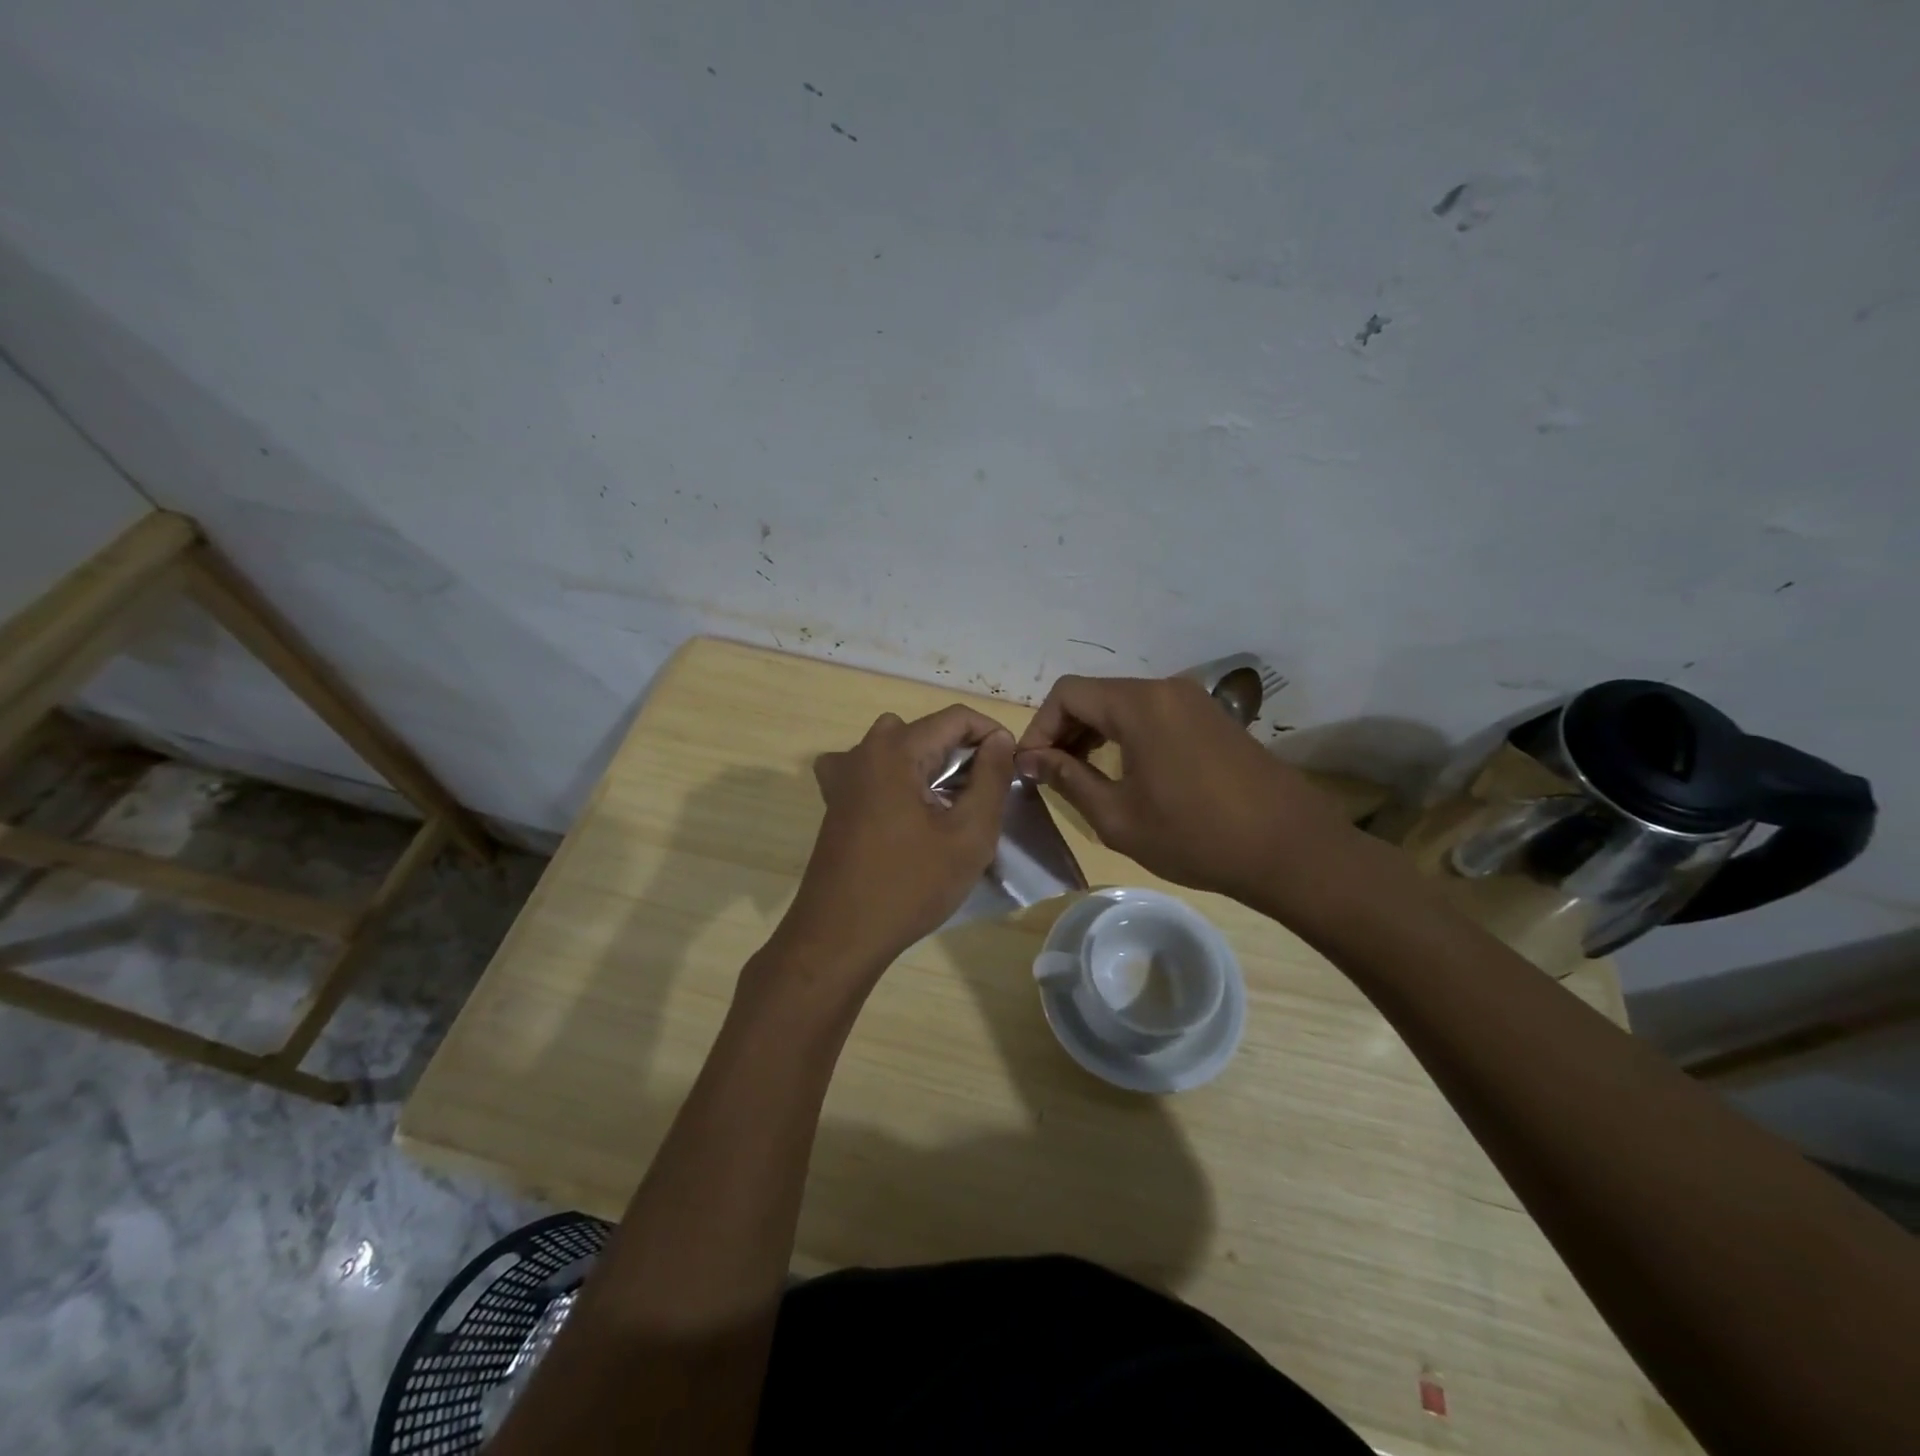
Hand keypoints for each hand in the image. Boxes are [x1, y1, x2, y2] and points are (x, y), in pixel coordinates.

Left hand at [775, 706, 1015, 983]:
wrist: (839, 937)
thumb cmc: (910, 886)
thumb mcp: (969, 835)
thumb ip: (991, 779)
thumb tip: (1000, 739)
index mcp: (895, 750)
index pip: (955, 717)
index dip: (991, 735)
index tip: (1011, 769)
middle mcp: (863, 750)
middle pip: (925, 730)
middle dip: (961, 751)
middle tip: (983, 792)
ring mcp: (842, 776)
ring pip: (898, 748)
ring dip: (928, 765)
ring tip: (949, 804)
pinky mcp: (834, 802)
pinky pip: (872, 771)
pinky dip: (896, 779)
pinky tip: (905, 810)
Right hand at [1015, 675, 1354, 905]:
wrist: (1290, 850)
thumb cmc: (1196, 836)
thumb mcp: (1118, 816)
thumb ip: (1068, 780)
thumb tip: (1032, 760)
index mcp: (1139, 704)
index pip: (1067, 693)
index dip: (1039, 728)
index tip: (1030, 769)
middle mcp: (1165, 689)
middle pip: (1095, 694)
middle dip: (1064, 731)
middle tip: (1050, 776)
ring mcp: (1194, 701)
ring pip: (1123, 704)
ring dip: (1094, 734)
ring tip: (1082, 777)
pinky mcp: (1212, 719)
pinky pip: (1153, 715)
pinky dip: (1126, 736)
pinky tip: (1125, 773)